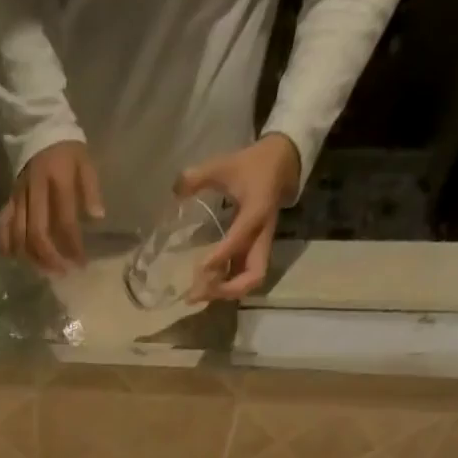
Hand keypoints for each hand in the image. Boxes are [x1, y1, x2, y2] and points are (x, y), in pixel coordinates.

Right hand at [0, 140, 103, 272]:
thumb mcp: (85, 162)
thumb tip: (97, 218)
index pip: (65, 221)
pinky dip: (5, 243)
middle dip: (49, 257)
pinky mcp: (10, 198)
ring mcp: (19, 195)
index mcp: (58, 180)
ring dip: (30, 256)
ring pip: (19, 234)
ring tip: (43, 269)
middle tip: (60, 272)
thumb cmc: (67, 149)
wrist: (39, 126)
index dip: (73, 246)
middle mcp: (35, 190)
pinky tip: (12, 257)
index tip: (81, 263)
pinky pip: (3, 224)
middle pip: (37, 233)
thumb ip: (91, 190)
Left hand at [173, 134, 301, 301]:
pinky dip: (226, 286)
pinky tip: (204, 287)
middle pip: (253, 275)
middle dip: (227, 289)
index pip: (240, 239)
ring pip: (250, 281)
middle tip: (198, 293)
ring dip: (226, 292)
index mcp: (257, 211)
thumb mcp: (226, 164)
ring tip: (198, 295)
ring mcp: (260, 246)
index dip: (220, 256)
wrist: (281, 163)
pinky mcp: (255, 251)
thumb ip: (200, 176)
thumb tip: (175, 189)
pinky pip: (243, 276)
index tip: (198, 269)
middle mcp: (262, 235)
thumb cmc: (252, 165)